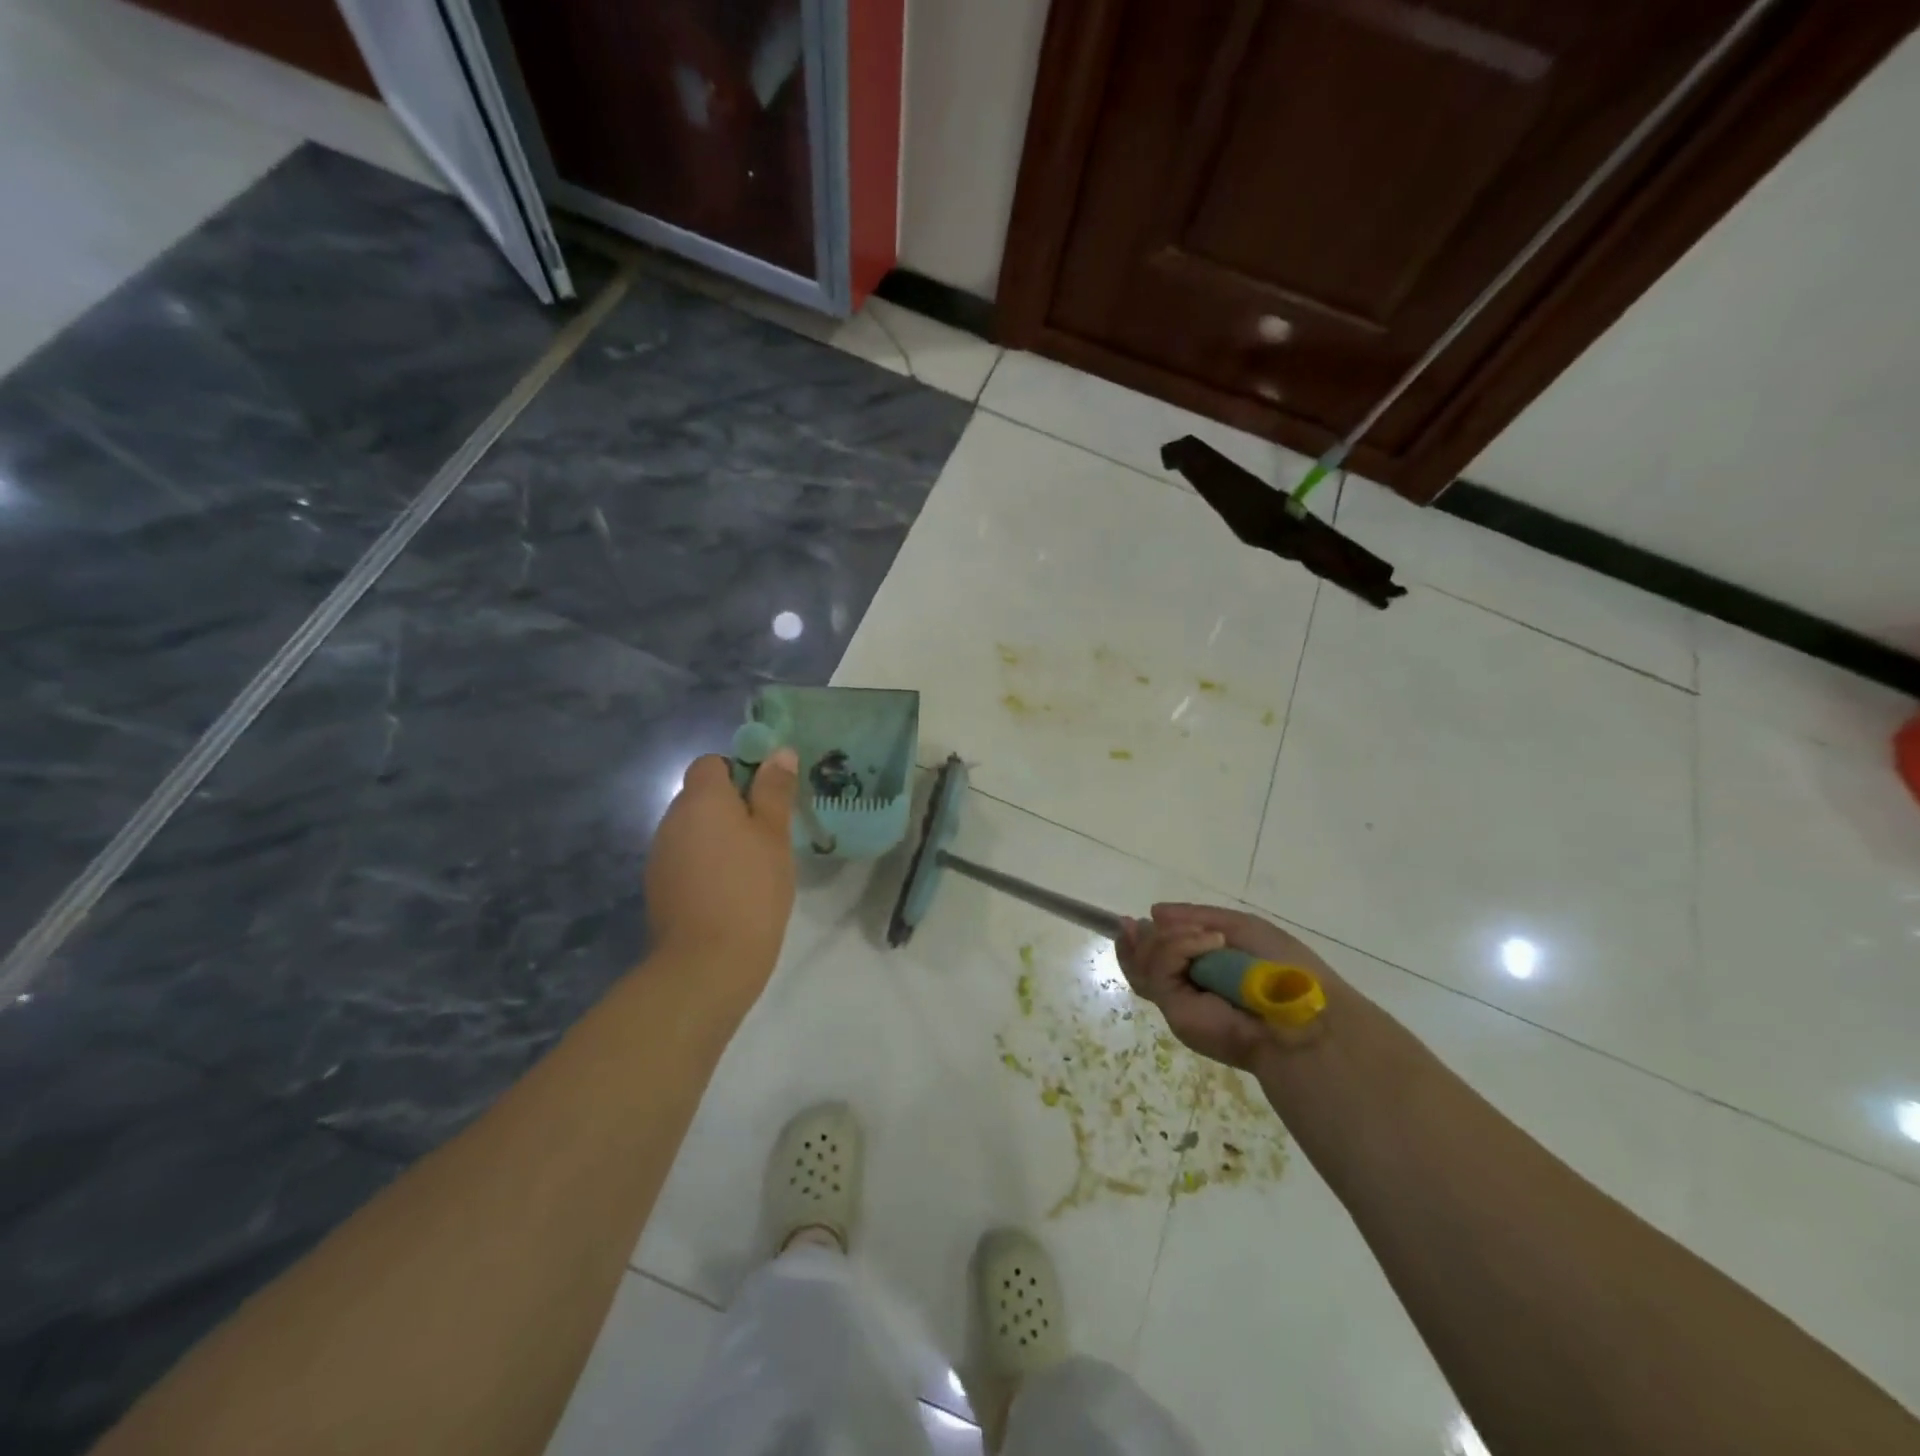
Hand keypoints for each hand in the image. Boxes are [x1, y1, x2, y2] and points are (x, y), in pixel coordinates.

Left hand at [645, 751, 798, 988]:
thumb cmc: (751, 889)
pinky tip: (728, 893)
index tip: (767, 800)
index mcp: (701, 799)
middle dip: (732, 808)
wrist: (707, 963)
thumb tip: (780, 752)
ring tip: (751, 869)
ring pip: (693, 830)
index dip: (740, 773)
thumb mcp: (774, 835)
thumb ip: (775, 791)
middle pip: (701, 797)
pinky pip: (685, 859)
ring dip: (718, 838)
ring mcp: (660, 855)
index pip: (711, 763)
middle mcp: (671, 819)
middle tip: (768, 837)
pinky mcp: (658, 887)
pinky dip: (705, 865)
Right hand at [1116, 904, 1337, 1070]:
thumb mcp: (1241, 928)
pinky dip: (1178, 948)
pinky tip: (1210, 943)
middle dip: (1138, 940)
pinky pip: (1159, 971)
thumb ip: (1196, 918)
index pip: (1155, 957)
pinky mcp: (1175, 1011)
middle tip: (1136, 924)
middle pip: (1140, 962)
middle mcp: (1185, 988)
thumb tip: (1153, 912)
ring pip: (1144, 963)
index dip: (1141, 939)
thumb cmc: (1282, 968)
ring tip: (1208, 937)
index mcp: (1202, 970)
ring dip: (1168, 939)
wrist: (1301, 1014)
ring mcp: (1178, 1001)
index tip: (1134, 920)